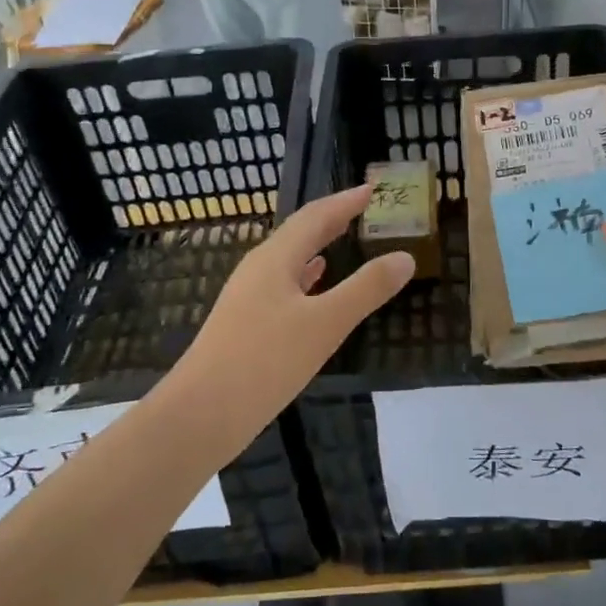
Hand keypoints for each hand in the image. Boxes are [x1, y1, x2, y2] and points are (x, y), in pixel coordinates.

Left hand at [175, 186, 412, 427]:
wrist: (200, 415)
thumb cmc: (265, 362)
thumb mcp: (325, 324)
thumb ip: (366, 289)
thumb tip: (405, 257)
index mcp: (276, 259)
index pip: (315, 216)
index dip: (345, 202)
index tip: (372, 190)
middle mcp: (259, 269)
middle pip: (299, 233)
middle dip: (332, 219)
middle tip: (362, 209)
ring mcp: (248, 297)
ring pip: (290, 260)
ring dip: (318, 245)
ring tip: (343, 238)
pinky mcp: (245, 324)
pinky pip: (283, 286)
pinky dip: (305, 277)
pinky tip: (314, 287)